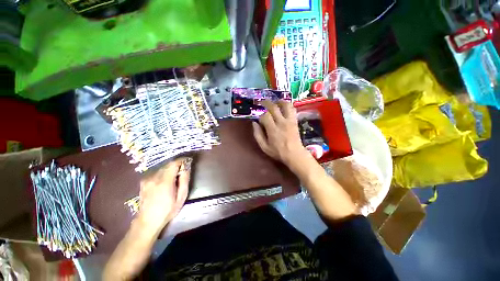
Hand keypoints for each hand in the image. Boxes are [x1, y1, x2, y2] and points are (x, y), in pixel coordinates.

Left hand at [136, 158, 190, 233]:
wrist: (147, 221)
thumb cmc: (168, 210)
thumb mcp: (181, 196)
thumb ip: (184, 180)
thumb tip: (186, 168)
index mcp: (164, 181)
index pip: (174, 163)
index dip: (182, 160)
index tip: (188, 161)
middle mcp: (154, 177)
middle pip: (168, 165)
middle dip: (177, 165)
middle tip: (183, 171)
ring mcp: (147, 179)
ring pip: (162, 168)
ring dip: (170, 169)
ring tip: (174, 177)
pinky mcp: (143, 181)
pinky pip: (156, 172)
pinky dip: (163, 173)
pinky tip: (165, 181)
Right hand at [252, 100, 309, 166]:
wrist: (294, 154)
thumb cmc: (278, 152)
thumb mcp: (264, 147)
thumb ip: (257, 135)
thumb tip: (254, 123)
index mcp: (273, 130)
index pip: (265, 115)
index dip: (260, 115)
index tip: (259, 118)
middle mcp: (281, 122)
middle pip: (274, 107)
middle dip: (267, 103)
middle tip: (262, 102)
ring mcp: (290, 120)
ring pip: (285, 105)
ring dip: (279, 101)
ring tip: (274, 102)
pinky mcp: (295, 121)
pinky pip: (292, 109)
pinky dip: (287, 105)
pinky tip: (283, 107)